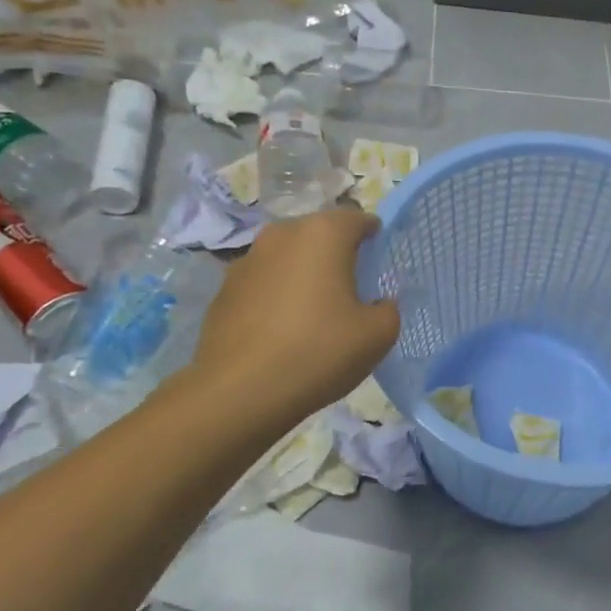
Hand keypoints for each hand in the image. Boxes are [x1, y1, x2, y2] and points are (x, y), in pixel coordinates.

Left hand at [186, 207, 400, 423]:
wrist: (240, 391)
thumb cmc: (319, 351)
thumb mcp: (378, 335)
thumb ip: (387, 309)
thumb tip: (376, 304)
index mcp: (323, 234)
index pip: (357, 219)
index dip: (373, 235)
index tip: (381, 258)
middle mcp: (281, 235)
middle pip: (319, 234)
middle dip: (337, 253)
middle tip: (353, 285)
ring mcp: (246, 261)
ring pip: (288, 257)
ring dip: (303, 274)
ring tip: (316, 310)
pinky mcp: (223, 291)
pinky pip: (263, 283)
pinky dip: (277, 296)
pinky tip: (283, 330)